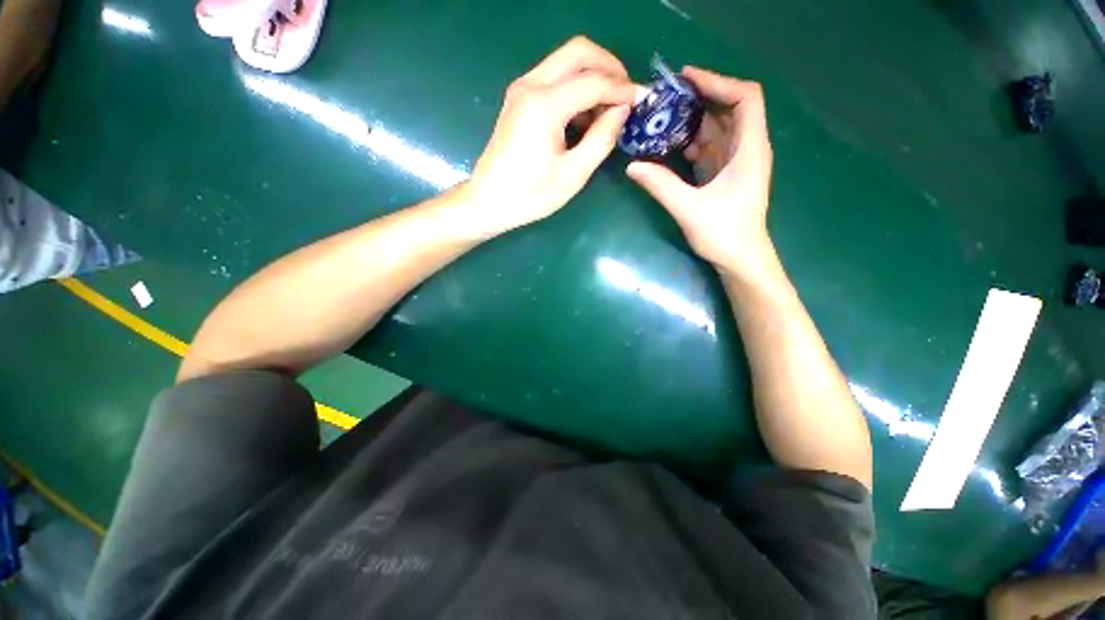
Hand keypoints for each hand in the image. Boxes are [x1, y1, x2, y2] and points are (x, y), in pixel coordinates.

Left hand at [466, 36, 636, 236]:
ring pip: (566, 60)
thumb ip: (602, 138)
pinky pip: (554, 77)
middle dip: (609, 67)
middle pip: (579, 51)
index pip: (593, 81)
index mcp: (545, 105)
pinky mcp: (519, 98)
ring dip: (593, 75)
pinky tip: (585, 114)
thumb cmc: (531, 195)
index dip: (622, 89)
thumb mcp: (573, 174)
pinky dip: (576, 86)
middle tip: (626, 95)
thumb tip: (622, 110)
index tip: (643, 100)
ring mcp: (522, 89)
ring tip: (609, 108)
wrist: (489, 200)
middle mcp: (531, 85)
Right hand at [627, 67, 773, 276]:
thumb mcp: (689, 209)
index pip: (745, 98)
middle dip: (700, 98)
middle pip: (729, 109)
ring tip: (664, 117)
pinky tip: (671, 145)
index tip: (686, 79)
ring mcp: (737, 163)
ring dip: (693, 121)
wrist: (741, 260)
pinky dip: (692, 142)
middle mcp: (748, 149)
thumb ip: (661, 185)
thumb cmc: (724, 234)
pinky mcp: (726, 175)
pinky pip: (711, 148)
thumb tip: (632, 166)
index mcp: (750, 150)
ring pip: (718, 129)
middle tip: (667, 97)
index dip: (718, 82)